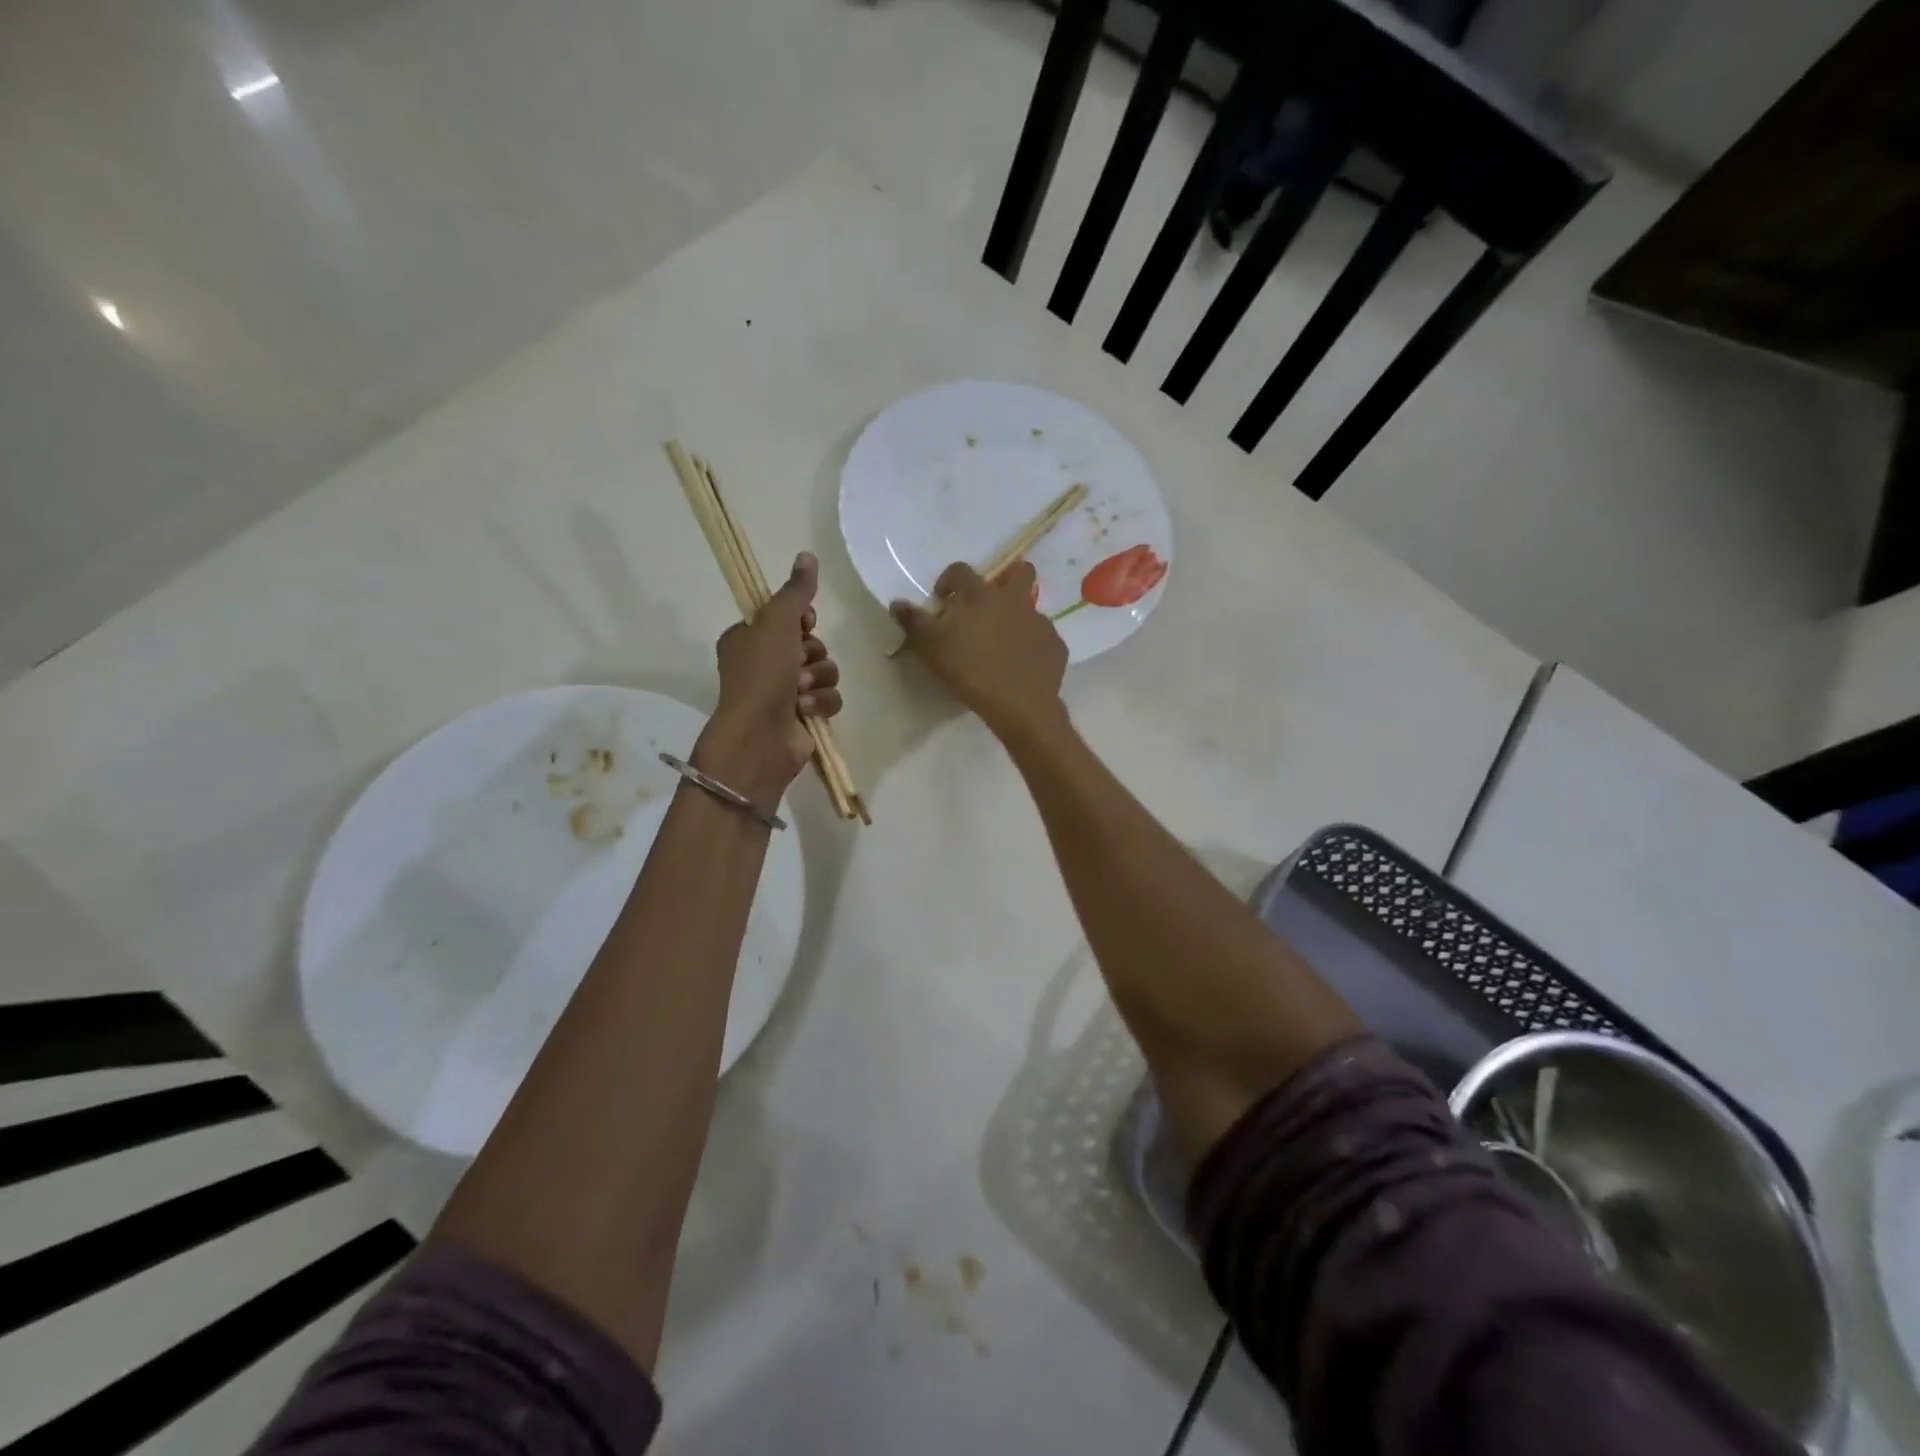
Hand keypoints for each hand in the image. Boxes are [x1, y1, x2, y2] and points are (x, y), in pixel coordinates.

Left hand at [694, 553, 842, 804]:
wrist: (760, 737)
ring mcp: (784, 692)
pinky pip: (830, 697)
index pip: (788, 617)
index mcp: (748, 638)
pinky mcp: (804, 715)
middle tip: (798, 665)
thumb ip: (796, 592)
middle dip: (812, 654)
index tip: (804, 625)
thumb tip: (808, 555)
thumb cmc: (761, 675)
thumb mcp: (776, 623)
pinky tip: (807, 710)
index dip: (802, 621)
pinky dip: (822, 702)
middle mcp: (764, 663)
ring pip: (825, 670)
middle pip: (811, 643)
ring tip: (801, 692)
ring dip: (819, 679)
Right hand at [891, 561, 1067, 741]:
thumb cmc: (970, 670)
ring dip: (1017, 618)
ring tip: (1004, 644)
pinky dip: (1032, 647)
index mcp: (981, 595)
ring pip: (1031, 608)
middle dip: (1007, 579)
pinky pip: (1042, 639)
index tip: (943, 599)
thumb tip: (897, 603)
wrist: (1019, 703)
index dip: (949, 580)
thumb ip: (914, 622)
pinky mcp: (1055, 645)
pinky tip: (1022, 666)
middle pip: (1020, 572)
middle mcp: (1014, 600)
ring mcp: (1039, 622)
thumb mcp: (932, 647)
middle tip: (989, 605)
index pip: (962, 571)